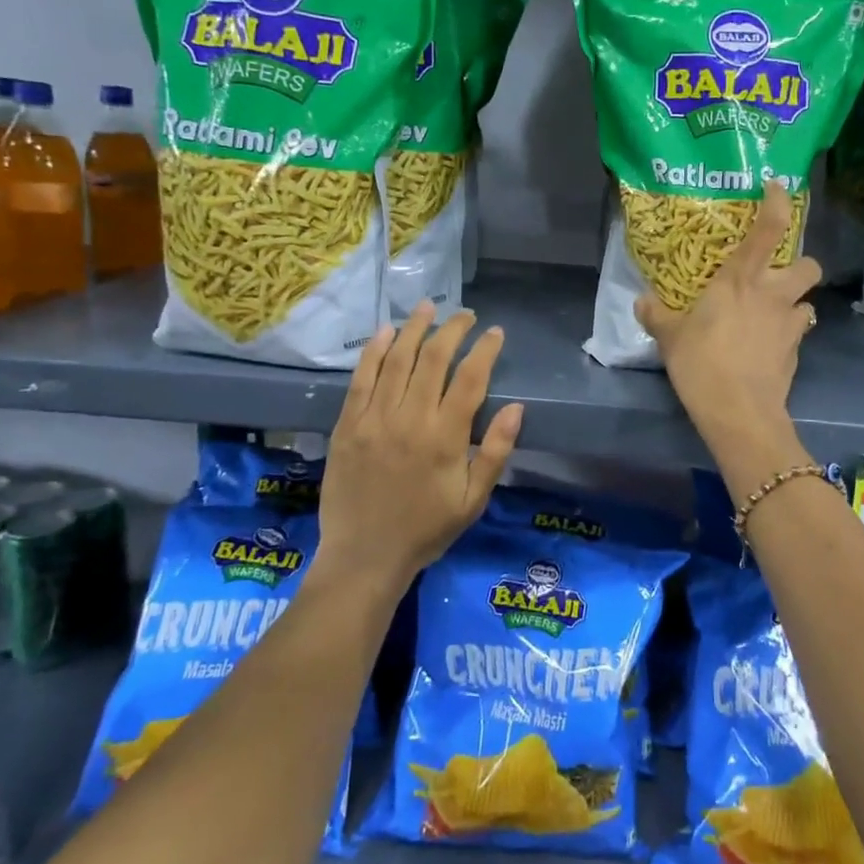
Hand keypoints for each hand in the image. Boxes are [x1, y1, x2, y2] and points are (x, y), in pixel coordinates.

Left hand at [320, 303, 522, 591]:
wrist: (364, 556)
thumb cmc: (426, 529)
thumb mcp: (473, 500)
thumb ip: (495, 452)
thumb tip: (517, 407)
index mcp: (445, 438)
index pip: (470, 379)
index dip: (484, 350)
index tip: (495, 332)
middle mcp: (409, 419)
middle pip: (433, 359)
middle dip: (451, 330)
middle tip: (464, 314)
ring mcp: (374, 419)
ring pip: (396, 360)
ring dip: (413, 328)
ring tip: (427, 307)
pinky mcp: (347, 425)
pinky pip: (361, 379)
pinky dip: (373, 351)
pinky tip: (385, 332)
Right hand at [637, 179, 820, 446]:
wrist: (739, 412)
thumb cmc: (702, 363)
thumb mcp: (669, 337)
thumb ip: (656, 315)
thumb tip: (642, 301)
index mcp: (742, 279)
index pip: (769, 229)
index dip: (778, 203)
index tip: (778, 188)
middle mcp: (773, 294)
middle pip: (809, 264)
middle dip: (800, 264)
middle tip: (777, 274)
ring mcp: (789, 324)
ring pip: (809, 301)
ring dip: (795, 302)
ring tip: (774, 313)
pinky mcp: (796, 353)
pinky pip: (798, 333)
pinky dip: (788, 334)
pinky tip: (769, 346)